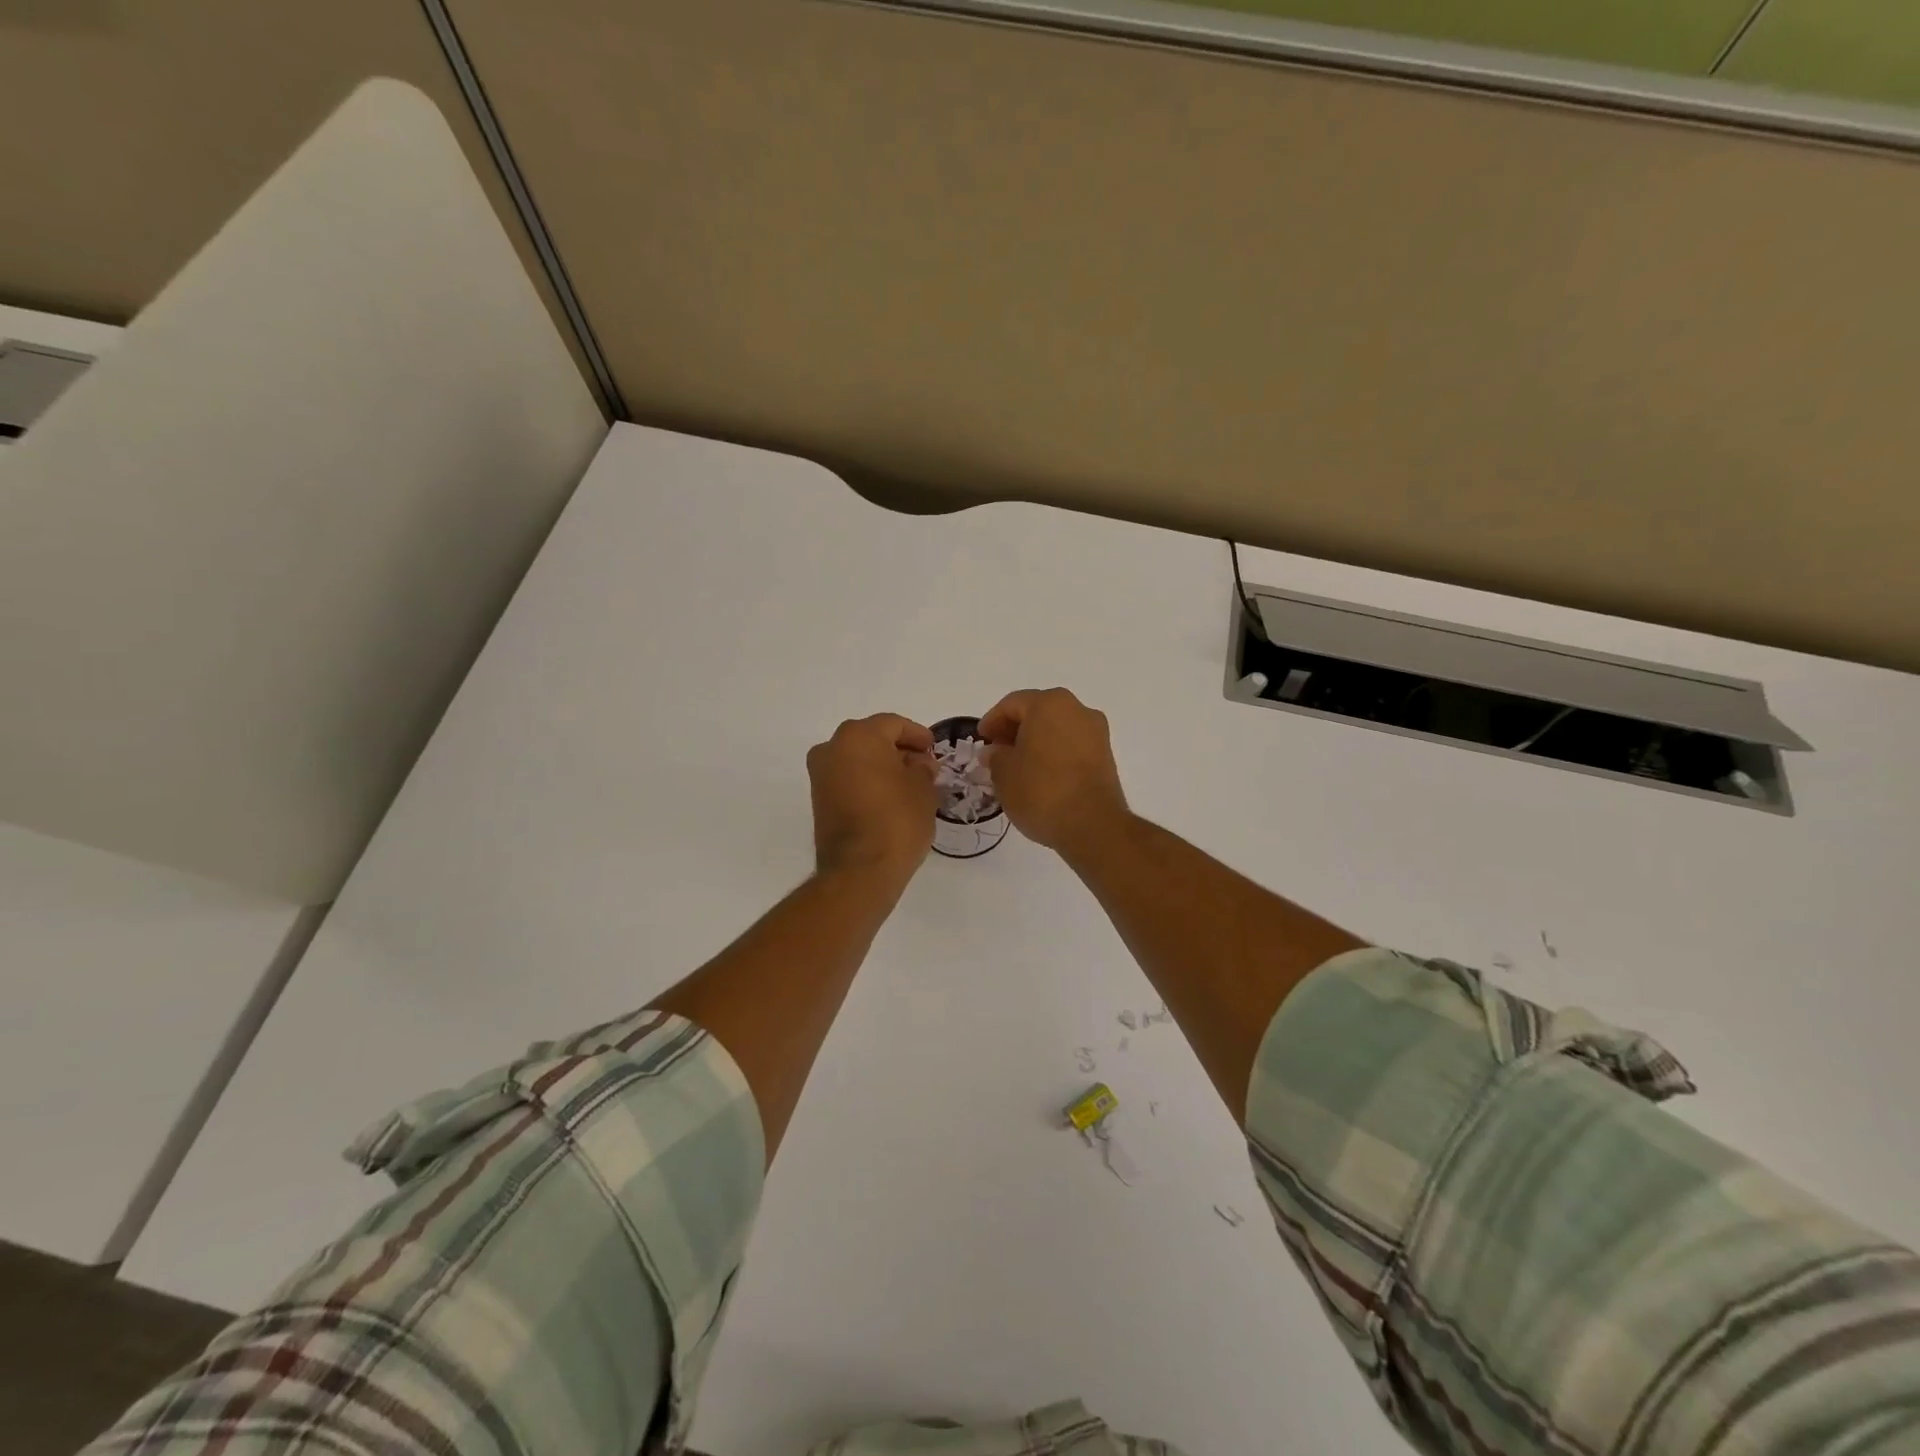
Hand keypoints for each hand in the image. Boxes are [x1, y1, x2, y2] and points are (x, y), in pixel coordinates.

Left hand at [807, 714, 938, 888]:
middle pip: (871, 739)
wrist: (860, 870)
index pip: (893, 724)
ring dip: (881, 766)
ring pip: (857, 759)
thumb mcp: (923, 789)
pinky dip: (867, 782)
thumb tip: (917, 764)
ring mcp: (820, 776)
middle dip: (898, 749)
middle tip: (923, 765)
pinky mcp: (818, 800)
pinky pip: (848, 779)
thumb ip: (922, 768)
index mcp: (858, 736)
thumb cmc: (897, 819)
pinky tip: (889, 798)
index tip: (933, 749)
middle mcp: (832, 748)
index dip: (917, 735)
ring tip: (909, 784)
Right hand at [978, 689, 1129, 854]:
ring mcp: (1096, 733)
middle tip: (997, 752)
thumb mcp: (1003, 773)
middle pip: (1038, 712)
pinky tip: (1041, 776)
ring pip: (1057, 729)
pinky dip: (1054, 754)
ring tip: (1018, 767)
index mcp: (1049, 704)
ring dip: (1036, 742)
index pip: (1012, 704)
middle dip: (1015, 730)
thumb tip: (995, 752)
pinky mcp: (1106, 756)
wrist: (1092, 824)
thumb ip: (995, 756)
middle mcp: (1077, 710)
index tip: (981, 740)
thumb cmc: (1040, 790)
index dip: (992, 721)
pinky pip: (1072, 746)